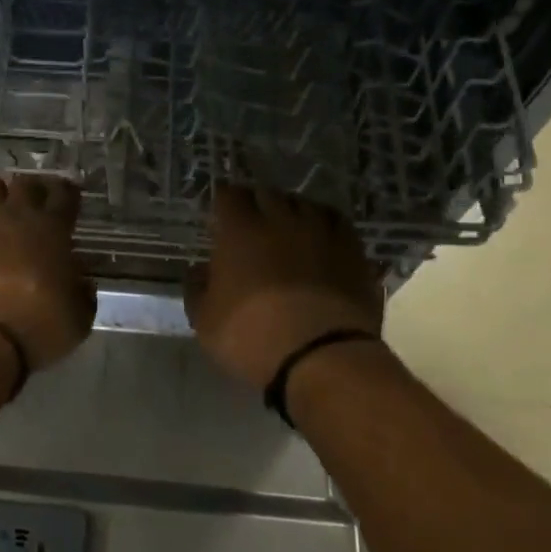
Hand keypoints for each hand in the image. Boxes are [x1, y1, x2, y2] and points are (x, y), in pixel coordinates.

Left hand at [0, 175, 94, 371]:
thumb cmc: (33, 330)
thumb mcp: (77, 320)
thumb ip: (83, 294)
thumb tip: (82, 282)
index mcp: (51, 229)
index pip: (64, 194)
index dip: (66, 193)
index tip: (66, 198)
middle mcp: (14, 213)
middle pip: (25, 183)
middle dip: (30, 191)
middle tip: (29, 206)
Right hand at [184, 185, 384, 390]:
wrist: (323, 358)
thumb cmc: (253, 338)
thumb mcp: (206, 321)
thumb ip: (197, 289)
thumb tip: (198, 271)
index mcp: (240, 231)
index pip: (229, 195)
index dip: (224, 201)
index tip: (220, 213)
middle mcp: (281, 219)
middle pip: (267, 193)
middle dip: (257, 203)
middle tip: (252, 222)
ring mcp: (321, 231)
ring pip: (304, 204)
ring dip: (292, 211)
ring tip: (289, 227)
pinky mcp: (353, 250)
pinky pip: (337, 222)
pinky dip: (325, 224)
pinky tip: (322, 238)